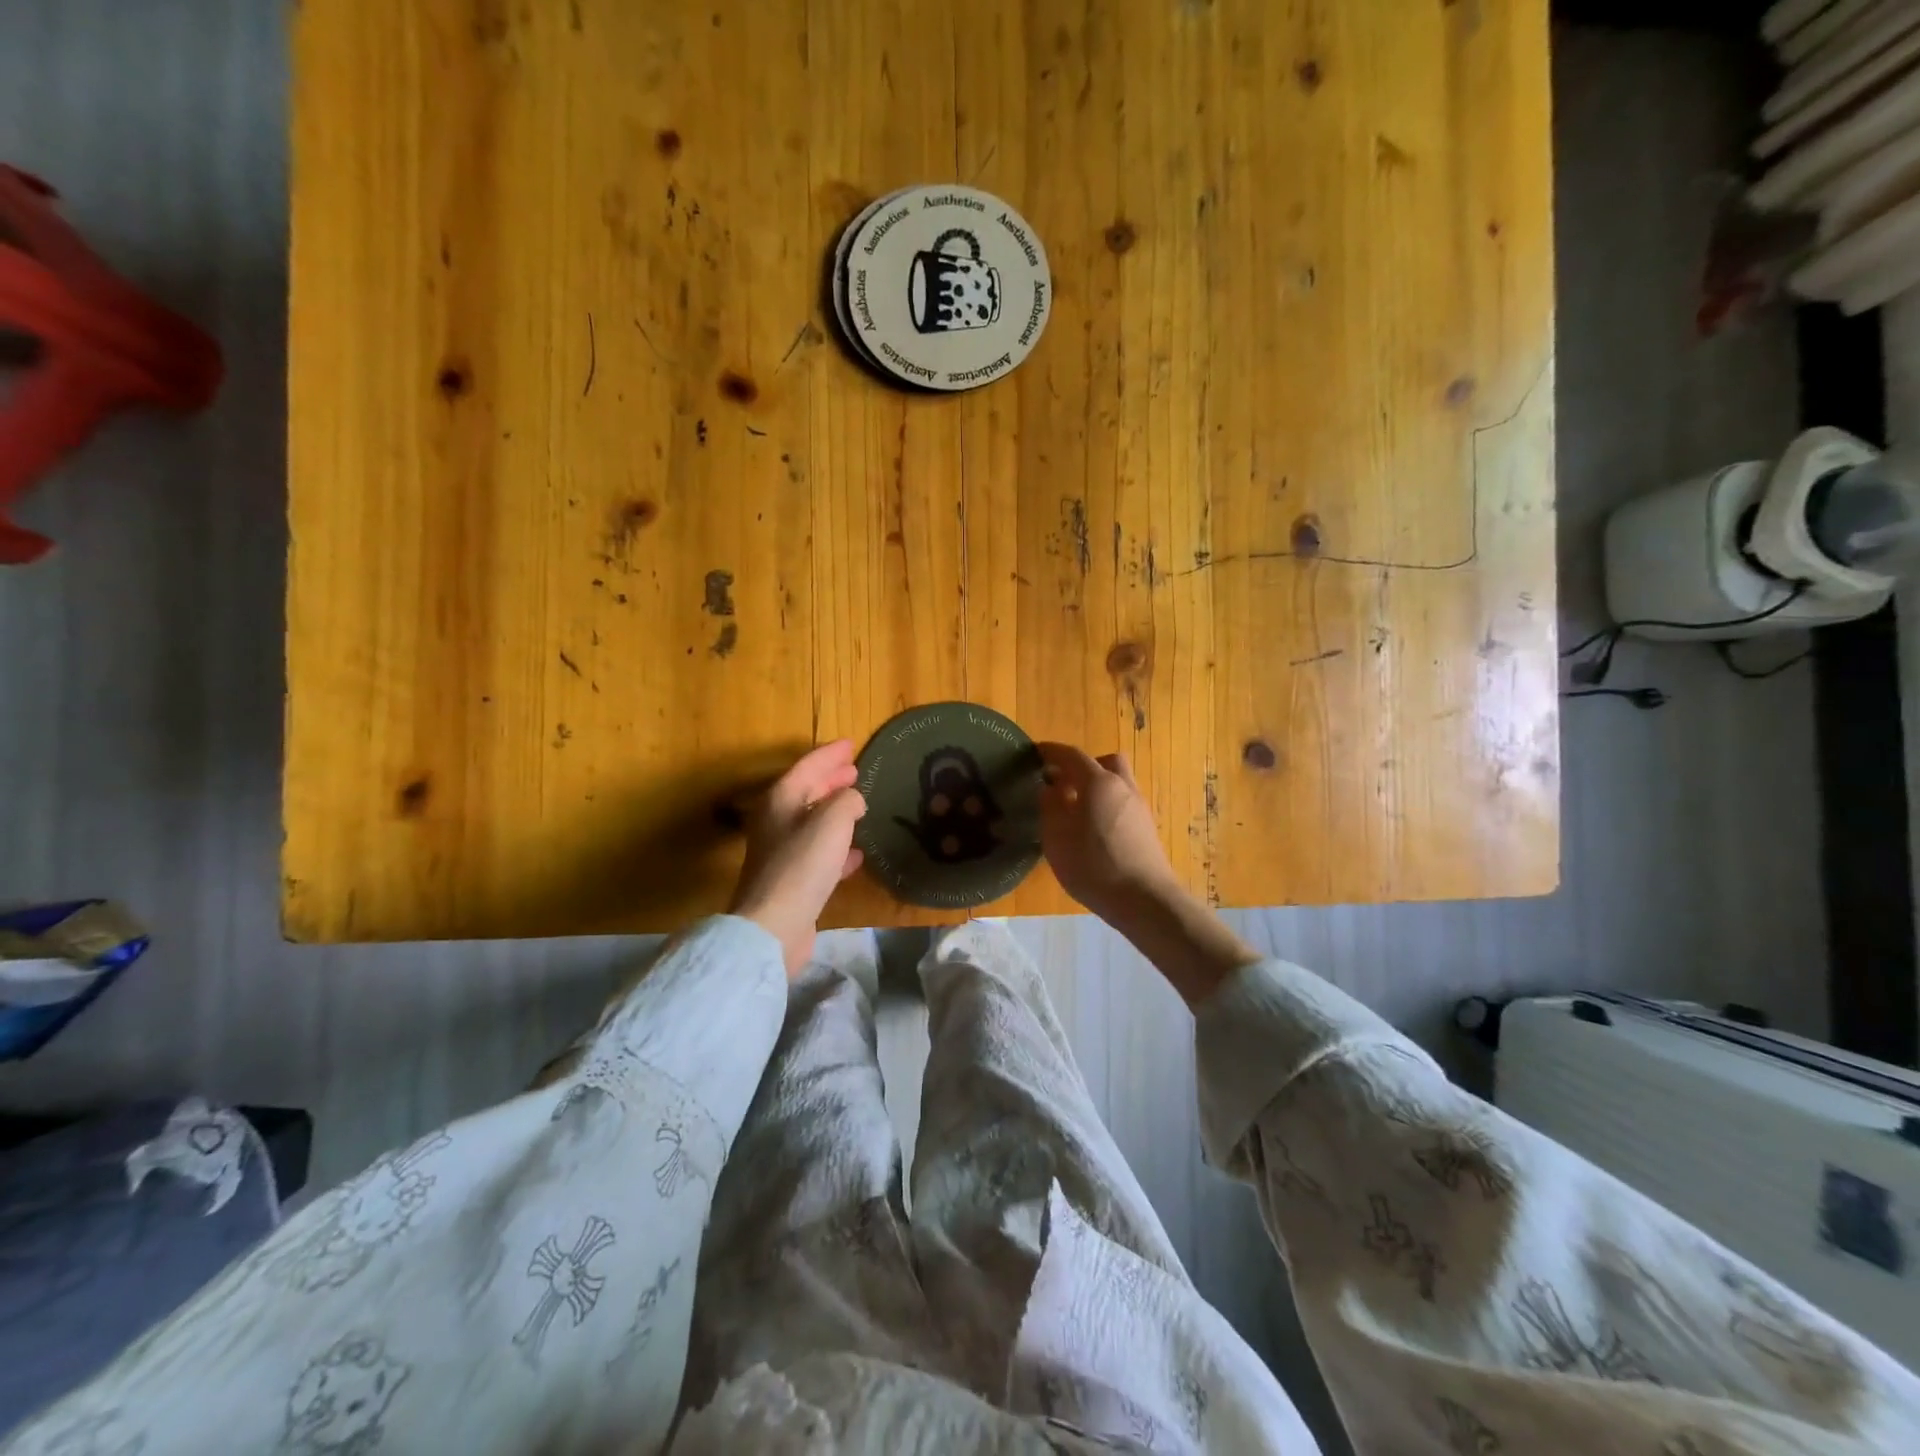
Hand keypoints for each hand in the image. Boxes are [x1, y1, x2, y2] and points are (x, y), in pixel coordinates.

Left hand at [729, 740, 867, 978]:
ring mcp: (782, 851)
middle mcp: (777, 820)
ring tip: (859, 804)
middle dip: (831, 779)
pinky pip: (819, 853)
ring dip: (835, 811)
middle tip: (854, 770)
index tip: (851, 744)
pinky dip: (837, 846)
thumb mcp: (832, 821)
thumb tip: (853, 799)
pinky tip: (857, 853)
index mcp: (781, 799)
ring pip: (813, 821)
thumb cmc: (803, 865)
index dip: (830, 754)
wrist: (774, 925)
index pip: (808, 765)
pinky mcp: (792, 880)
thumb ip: (847, 801)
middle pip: (806, 791)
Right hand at [1036, 744, 1179, 923]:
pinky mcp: (1147, 829)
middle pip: (1105, 762)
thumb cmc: (1093, 865)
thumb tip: (1049, 788)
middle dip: (1083, 766)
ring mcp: (1139, 808)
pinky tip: (1094, 830)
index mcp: (1099, 782)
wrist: (1144, 900)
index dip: (1052, 752)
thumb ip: (1049, 807)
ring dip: (1097, 787)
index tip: (1035, 753)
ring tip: (1076, 809)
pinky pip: (1123, 804)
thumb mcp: (1056, 837)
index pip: (1072, 755)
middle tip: (1063, 782)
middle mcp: (1123, 787)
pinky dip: (1107, 806)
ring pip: (1117, 783)